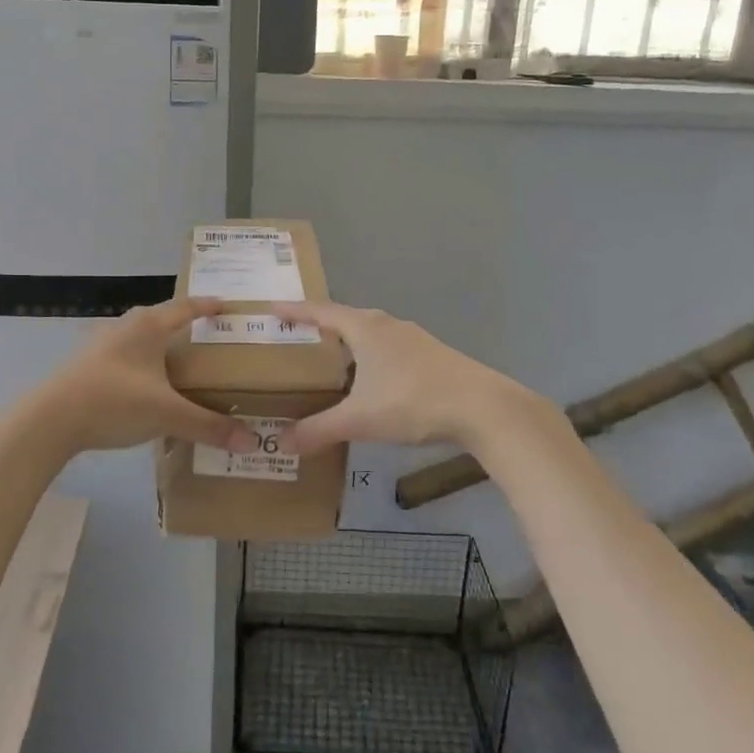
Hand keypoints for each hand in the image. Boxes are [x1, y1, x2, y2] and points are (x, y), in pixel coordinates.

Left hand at [34, 297, 255, 455]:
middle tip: (208, 338)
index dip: (208, 305)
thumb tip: (250, 441)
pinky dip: (141, 365)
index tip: (226, 304)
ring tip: (178, 363)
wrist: (50, 419)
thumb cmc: (115, 402)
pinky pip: (124, 357)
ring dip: (159, 346)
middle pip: (161, 319)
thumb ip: (208, 426)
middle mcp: (126, 327)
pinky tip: (145, 386)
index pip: (186, 307)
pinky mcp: (86, 365)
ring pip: (139, 338)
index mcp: (149, 326)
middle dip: (184, 326)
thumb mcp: (167, 414)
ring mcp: (101, 344)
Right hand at [266, 301, 546, 455]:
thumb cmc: (412, 402)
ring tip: (331, 359)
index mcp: (365, 328)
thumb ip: (319, 430)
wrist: (481, 407)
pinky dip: (372, 356)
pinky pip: (390, 348)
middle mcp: (387, 325)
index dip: (295, 310)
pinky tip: (372, 379)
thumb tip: (282, 444)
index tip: (271, 308)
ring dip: (350, 341)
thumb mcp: (360, 419)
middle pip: (347, 318)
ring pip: (372, 333)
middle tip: (298, 337)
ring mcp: (413, 338)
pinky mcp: (432, 355)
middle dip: (321, 325)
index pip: (321, 312)